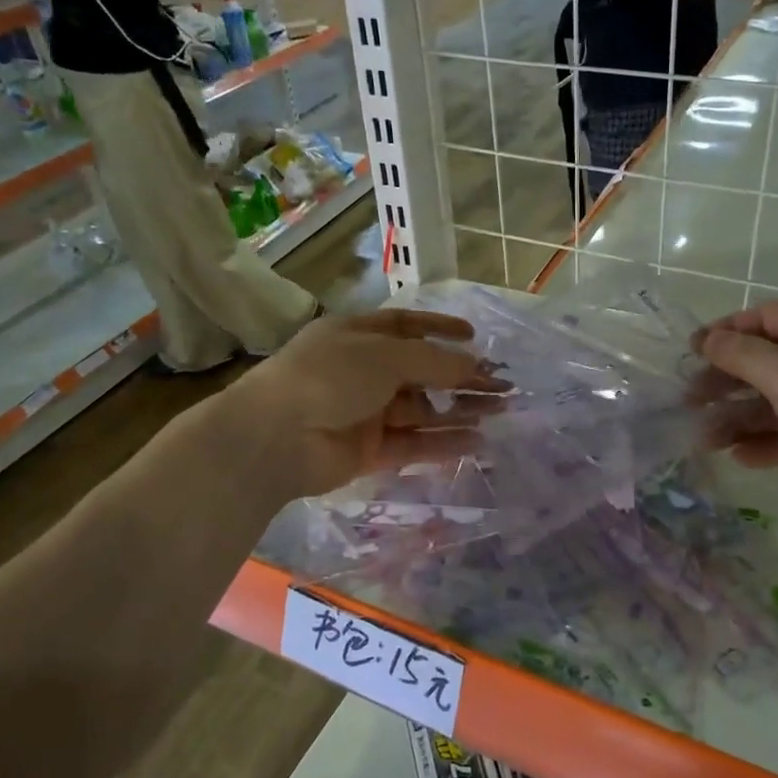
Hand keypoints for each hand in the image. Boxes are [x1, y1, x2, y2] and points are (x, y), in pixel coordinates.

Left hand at [224, 309, 507, 498]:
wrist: (276, 438)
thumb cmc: (329, 377)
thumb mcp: (385, 356)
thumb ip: (433, 361)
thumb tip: (474, 364)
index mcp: (358, 337)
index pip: (406, 327)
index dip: (440, 330)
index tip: (475, 338)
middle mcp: (362, 372)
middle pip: (421, 372)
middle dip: (460, 378)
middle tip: (501, 386)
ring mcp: (365, 413)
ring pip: (421, 410)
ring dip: (458, 410)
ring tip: (499, 412)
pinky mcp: (368, 451)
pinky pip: (413, 443)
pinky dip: (443, 441)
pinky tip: (476, 440)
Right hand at [693, 302, 777, 517]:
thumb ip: (740, 355)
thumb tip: (707, 339)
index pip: (761, 319)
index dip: (723, 333)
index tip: (689, 353)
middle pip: (763, 363)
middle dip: (725, 382)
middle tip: (688, 402)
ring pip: (775, 403)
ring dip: (739, 419)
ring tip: (704, 439)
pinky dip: (767, 444)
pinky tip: (739, 458)